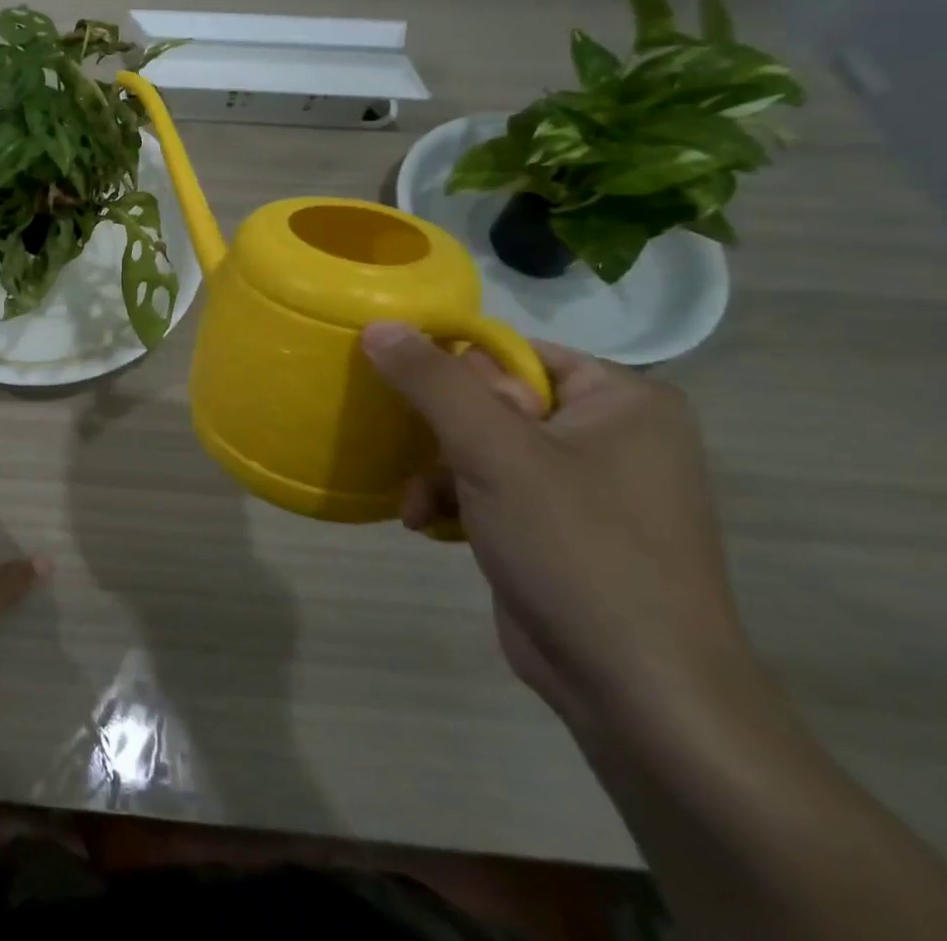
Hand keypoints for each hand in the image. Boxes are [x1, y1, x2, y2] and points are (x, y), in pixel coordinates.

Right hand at [363, 322, 753, 729]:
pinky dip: (455, 500)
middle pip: (491, 398)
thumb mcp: (493, 451)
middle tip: (417, 453)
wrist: (639, 694)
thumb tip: (378, 323)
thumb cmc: (577, 549)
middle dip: (440, 432)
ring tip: (415, 501)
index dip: (456, 373)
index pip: (511, 352)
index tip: (418, 403)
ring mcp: (588, 484)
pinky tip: (425, 524)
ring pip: (482, 445)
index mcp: (622, 399)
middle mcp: (612, 433)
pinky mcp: (562, 527)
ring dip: (438, 471)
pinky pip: (492, 487)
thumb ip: (432, 381)